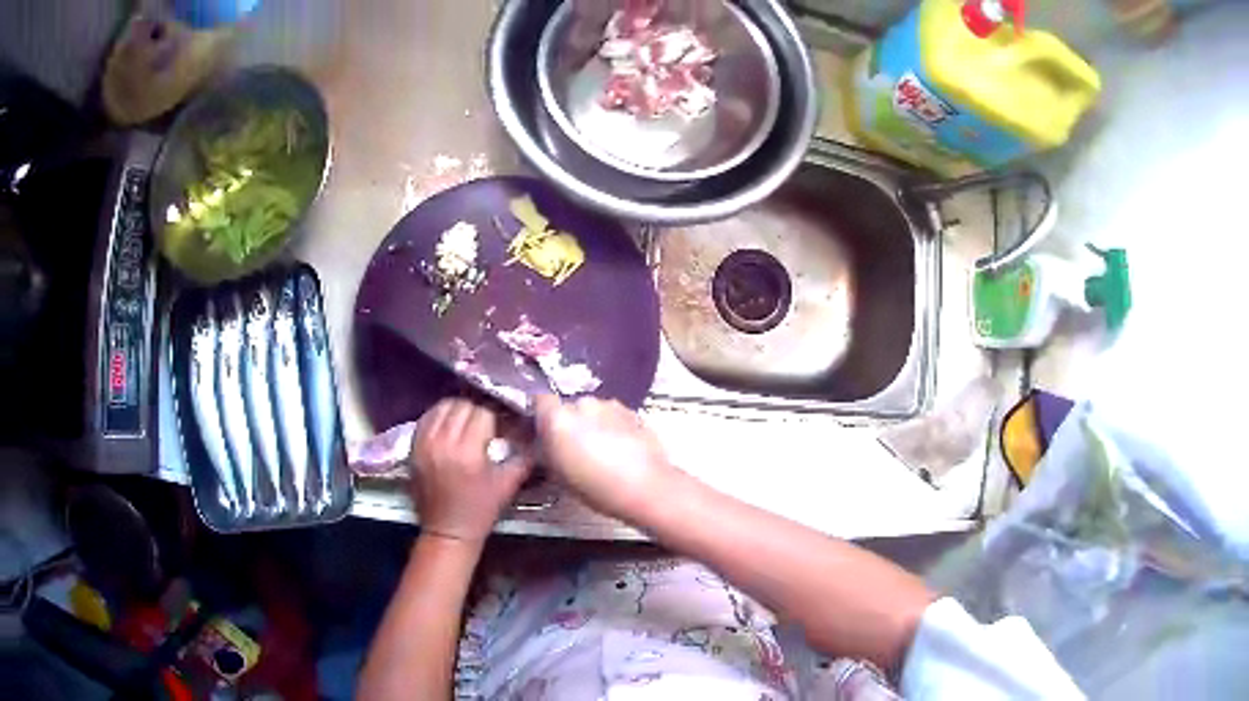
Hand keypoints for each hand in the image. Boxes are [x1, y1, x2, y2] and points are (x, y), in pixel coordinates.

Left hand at [408, 399, 532, 542]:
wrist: (447, 531)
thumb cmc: (481, 511)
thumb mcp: (508, 484)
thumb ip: (524, 455)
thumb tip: (532, 430)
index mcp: (468, 452)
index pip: (484, 412)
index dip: (497, 414)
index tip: (504, 421)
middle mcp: (443, 442)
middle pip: (463, 405)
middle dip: (479, 409)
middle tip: (488, 420)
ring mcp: (425, 443)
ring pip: (443, 406)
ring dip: (459, 409)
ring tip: (469, 419)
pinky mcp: (413, 446)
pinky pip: (427, 417)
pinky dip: (441, 415)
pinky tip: (451, 424)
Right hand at [533, 395, 676, 519]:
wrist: (646, 488)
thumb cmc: (597, 487)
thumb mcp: (559, 475)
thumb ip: (548, 451)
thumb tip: (545, 444)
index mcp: (559, 418)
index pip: (540, 400)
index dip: (542, 414)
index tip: (546, 431)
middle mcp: (584, 404)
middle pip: (570, 408)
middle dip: (571, 424)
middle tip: (575, 450)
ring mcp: (611, 406)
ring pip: (595, 412)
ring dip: (595, 425)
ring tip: (602, 454)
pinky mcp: (634, 413)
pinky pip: (615, 417)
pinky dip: (615, 428)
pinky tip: (621, 452)